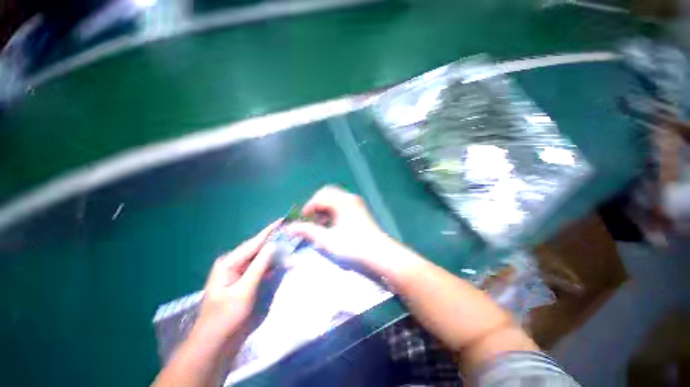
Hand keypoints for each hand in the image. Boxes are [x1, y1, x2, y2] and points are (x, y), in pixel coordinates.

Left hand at [192, 221, 278, 345]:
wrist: (215, 344)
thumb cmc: (226, 318)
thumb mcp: (244, 291)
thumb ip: (259, 266)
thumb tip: (273, 245)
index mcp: (229, 263)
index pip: (254, 243)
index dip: (269, 231)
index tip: (282, 220)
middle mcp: (234, 264)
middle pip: (258, 249)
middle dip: (275, 243)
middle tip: (292, 235)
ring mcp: (239, 273)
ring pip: (261, 258)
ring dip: (275, 254)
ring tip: (290, 247)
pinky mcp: (245, 281)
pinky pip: (261, 268)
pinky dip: (272, 265)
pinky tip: (282, 262)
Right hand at [284, 186, 396, 269]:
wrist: (380, 254)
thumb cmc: (353, 246)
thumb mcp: (327, 240)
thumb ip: (307, 231)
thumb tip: (290, 227)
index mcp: (342, 201)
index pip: (319, 197)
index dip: (308, 207)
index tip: (302, 221)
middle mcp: (350, 198)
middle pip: (328, 194)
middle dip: (317, 206)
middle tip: (310, 220)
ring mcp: (356, 204)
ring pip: (335, 200)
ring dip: (325, 209)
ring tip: (320, 225)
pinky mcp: (360, 211)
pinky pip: (342, 206)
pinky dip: (333, 212)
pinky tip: (331, 225)